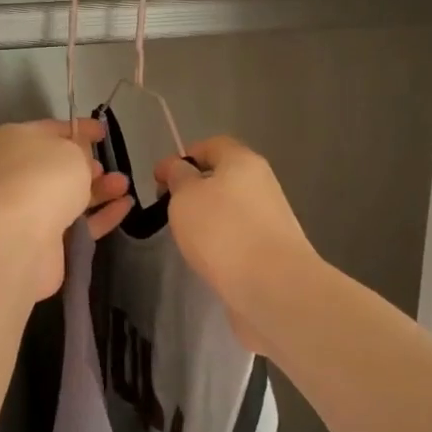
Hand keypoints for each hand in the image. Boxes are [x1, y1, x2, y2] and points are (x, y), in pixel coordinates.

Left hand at [0, 119, 132, 298]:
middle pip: (57, 166)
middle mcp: (15, 174)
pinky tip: (125, 206)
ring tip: (124, 185)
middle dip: (87, 165)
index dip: (78, 129)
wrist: (20, 237)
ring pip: (69, 196)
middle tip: (108, 166)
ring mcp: (27, 209)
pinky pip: (78, 223)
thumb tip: (79, 158)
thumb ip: (79, 149)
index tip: (103, 132)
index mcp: (12, 142)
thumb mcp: (70, 149)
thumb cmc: (44, 177)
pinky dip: (101, 215)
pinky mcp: (43, 239)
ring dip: (99, 190)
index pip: (49, 129)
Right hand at [155, 136, 318, 353]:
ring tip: (186, 239)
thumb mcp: (185, 196)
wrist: (271, 286)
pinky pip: (239, 237)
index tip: (159, 180)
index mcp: (243, 161)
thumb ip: (178, 177)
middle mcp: (262, 184)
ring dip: (208, 220)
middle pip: (223, 178)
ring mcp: (271, 218)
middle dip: (195, 191)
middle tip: (169, 211)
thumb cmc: (222, 230)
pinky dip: (222, 244)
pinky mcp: (272, 250)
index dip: (184, 157)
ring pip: (231, 210)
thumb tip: (179, 168)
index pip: (212, 145)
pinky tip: (208, 260)